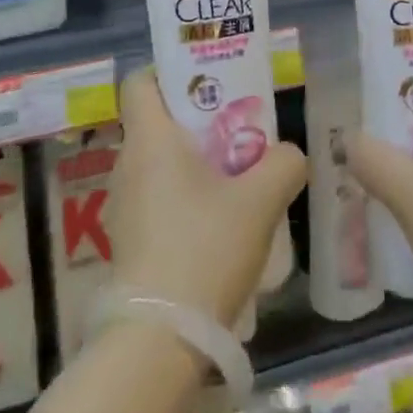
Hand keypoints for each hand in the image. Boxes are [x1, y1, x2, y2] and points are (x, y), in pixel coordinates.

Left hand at [110, 68, 306, 327]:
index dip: (168, 71)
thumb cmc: (205, 249)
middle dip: (196, 120)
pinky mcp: (129, 241)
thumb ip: (283, 163)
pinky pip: (156, 197)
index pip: (139, 80)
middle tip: (237, 128)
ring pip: (158, 162)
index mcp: (150, 139)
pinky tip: (218, 224)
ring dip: (192, 162)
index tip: (206, 82)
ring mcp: (123, 205)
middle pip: (156, 121)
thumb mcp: (260, 200)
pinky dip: (183, 196)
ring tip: (235, 178)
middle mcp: (127, 164)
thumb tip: (289, 154)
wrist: (159, 341)